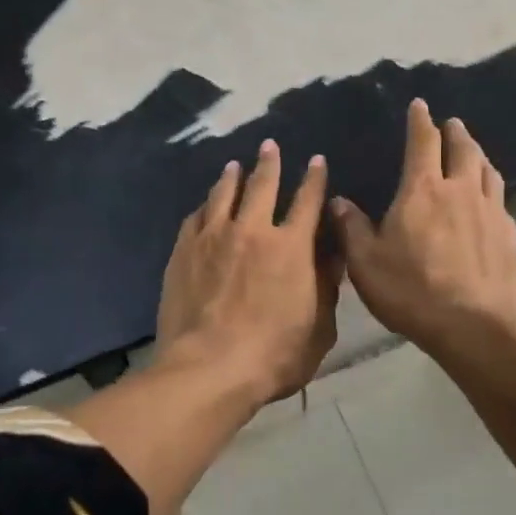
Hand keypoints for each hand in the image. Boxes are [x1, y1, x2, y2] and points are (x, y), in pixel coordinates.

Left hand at [156, 140, 340, 402]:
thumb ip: (326, 286)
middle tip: (269, 146)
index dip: (314, 178)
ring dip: (232, 177)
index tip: (316, 160)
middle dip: (269, 163)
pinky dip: (204, 207)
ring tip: (234, 165)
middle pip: (262, 185)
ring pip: (223, 194)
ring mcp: (213, 237)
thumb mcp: (319, 328)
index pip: (308, 201)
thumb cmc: (274, 355)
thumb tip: (332, 254)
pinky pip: (195, 218)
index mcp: (292, 246)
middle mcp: (252, 230)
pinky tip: (204, 205)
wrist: (209, 368)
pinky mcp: (183, 251)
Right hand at [332, 100, 515, 354]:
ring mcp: (491, 212)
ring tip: (474, 152)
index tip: (421, 105)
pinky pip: (501, 201)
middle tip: (452, 123)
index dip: (421, 121)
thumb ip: (351, 228)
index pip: (423, 143)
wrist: (475, 326)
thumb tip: (338, 201)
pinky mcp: (510, 236)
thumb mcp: (366, 263)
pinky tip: (490, 201)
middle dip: (456, 132)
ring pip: (488, 171)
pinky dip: (492, 190)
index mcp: (423, 190)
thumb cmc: (412, 290)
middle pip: (463, 149)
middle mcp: (460, 191)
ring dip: (479, 155)